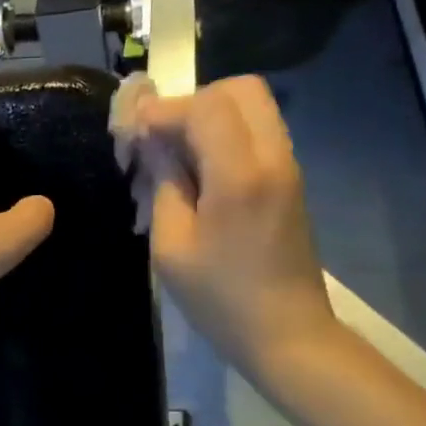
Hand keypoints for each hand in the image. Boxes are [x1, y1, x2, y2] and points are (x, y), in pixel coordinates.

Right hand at [132, 76, 336, 373]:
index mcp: (241, 175)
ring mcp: (288, 168)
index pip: (205, 106)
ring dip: (209, 119)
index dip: (164, 111)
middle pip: (239, 90)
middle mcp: (273, 158)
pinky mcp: (290, 181)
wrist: (287, 335)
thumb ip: (164, 183)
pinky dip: (226, 138)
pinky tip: (199, 176)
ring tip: (175, 160)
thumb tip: (152, 141)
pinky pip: (257, 134)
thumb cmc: (221, 299)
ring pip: (252, 108)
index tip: (134, 136)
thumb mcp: (173, 246)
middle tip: (162, 140)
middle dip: (192, 104)